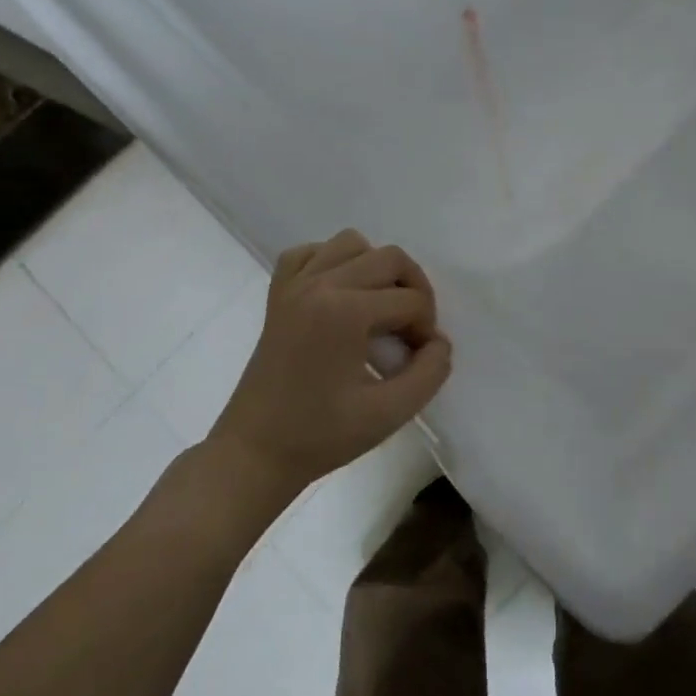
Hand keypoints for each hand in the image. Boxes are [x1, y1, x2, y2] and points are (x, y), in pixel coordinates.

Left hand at [210, 229, 452, 495]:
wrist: (255, 452)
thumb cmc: (321, 436)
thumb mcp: (389, 413)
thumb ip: (429, 373)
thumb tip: (439, 343)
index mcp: (345, 311)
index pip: (410, 301)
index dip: (426, 329)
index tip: (420, 360)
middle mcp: (319, 284)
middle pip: (389, 258)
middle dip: (413, 289)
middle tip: (412, 329)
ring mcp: (294, 285)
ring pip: (351, 243)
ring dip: (376, 268)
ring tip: (379, 308)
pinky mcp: (278, 294)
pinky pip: (309, 253)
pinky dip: (331, 262)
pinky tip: (340, 295)